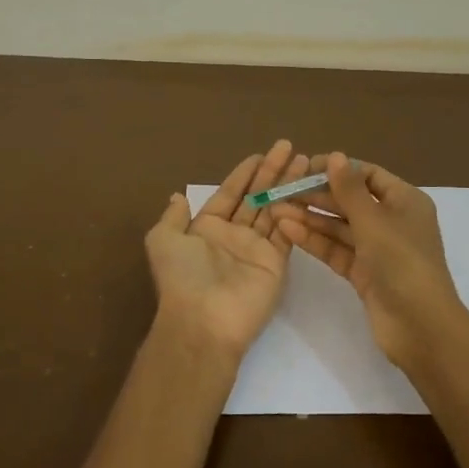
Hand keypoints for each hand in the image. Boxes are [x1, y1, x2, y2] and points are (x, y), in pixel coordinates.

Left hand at [144, 140, 306, 367]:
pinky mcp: (276, 262)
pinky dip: (295, 210)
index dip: (244, 174)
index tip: (260, 154)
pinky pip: (286, 230)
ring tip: (305, 161)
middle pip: (256, 197)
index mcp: (207, 228)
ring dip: (288, 185)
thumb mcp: (163, 241)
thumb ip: (172, 217)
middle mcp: (233, 236)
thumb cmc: (183, 276)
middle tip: (290, 147)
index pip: (229, 193)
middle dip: (272, 172)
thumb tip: (176, 196)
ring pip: (275, 209)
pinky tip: (305, 187)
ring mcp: (256, 248)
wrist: (204, 320)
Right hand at [271, 152, 468, 369]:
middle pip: (350, 200)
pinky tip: (287, 230)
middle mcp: (392, 221)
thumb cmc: (402, 261)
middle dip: (316, 195)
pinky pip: (336, 250)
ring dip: (310, 217)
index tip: (304, 168)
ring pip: (339, 226)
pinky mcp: (363, 273)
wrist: (420, 326)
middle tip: (281, 190)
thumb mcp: (374, 220)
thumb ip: (350, 189)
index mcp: (405, 201)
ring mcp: (377, 249)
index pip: (367, 175)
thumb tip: (336, 155)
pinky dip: (314, 240)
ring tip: (275, 210)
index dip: (337, 169)